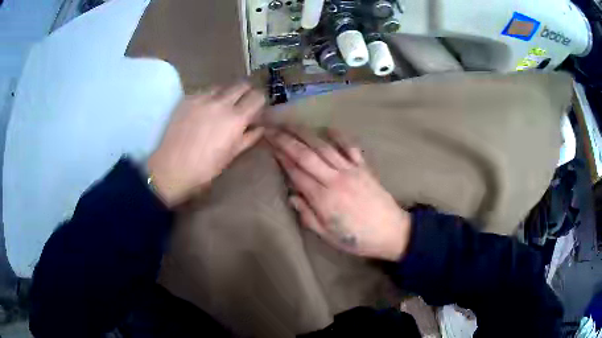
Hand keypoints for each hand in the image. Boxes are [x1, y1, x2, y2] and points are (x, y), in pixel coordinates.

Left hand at [148, 83, 264, 206]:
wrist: (172, 167)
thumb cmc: (205, 168)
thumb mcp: (231, 155)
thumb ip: (249, 138)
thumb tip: (260, 127)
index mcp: (236, 118)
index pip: (257, 96)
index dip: (259, 101)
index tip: (256, 108)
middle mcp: (221, 102)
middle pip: (242, 84)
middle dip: (246, 92)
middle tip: (241, 104)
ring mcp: (203, 98)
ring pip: (222, 86)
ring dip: (226, 93)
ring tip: (221, 106)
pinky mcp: (188, 99)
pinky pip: (204, 91)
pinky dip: (209, 97)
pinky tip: (203, 110)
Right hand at [266, 128, 410, 261]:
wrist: (391, 231)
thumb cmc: (357, 239)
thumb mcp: (328, 236)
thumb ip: (308, 216)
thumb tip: (292, 196)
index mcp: (324, 199)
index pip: (297, 173)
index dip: (281, 158)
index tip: (269, 145)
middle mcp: (335, 179)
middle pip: (306, 155)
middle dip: (286, 140)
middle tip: (272, 129)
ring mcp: (351, 170)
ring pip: (324, 147)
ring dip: (306, 133)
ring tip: (291, 124)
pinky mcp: (364, 167)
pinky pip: (350, 147)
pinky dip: (339, 136)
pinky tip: (328, 128)